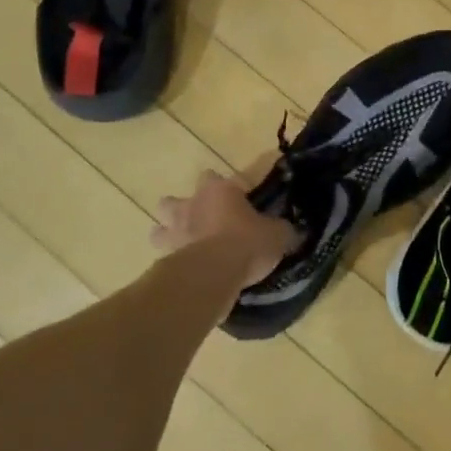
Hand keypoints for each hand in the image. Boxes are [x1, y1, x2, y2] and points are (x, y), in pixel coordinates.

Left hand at [153, 160, 299, 288]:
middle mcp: (191, 206)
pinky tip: (189, 270)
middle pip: (174, 200)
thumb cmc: (247, 243)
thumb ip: (281, 229)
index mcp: (218, 191)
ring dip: (170, 235)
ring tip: (187, 246)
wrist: (213, 275)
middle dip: (185, 208)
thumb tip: (290, 230)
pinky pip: (166, 257)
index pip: (217, 176)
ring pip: (160, 229)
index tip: (240, 200)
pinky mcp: (165, 259)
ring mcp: (174, 232)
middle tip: (203, 221)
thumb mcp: (277, 234)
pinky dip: (174, 262)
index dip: (228, 188)